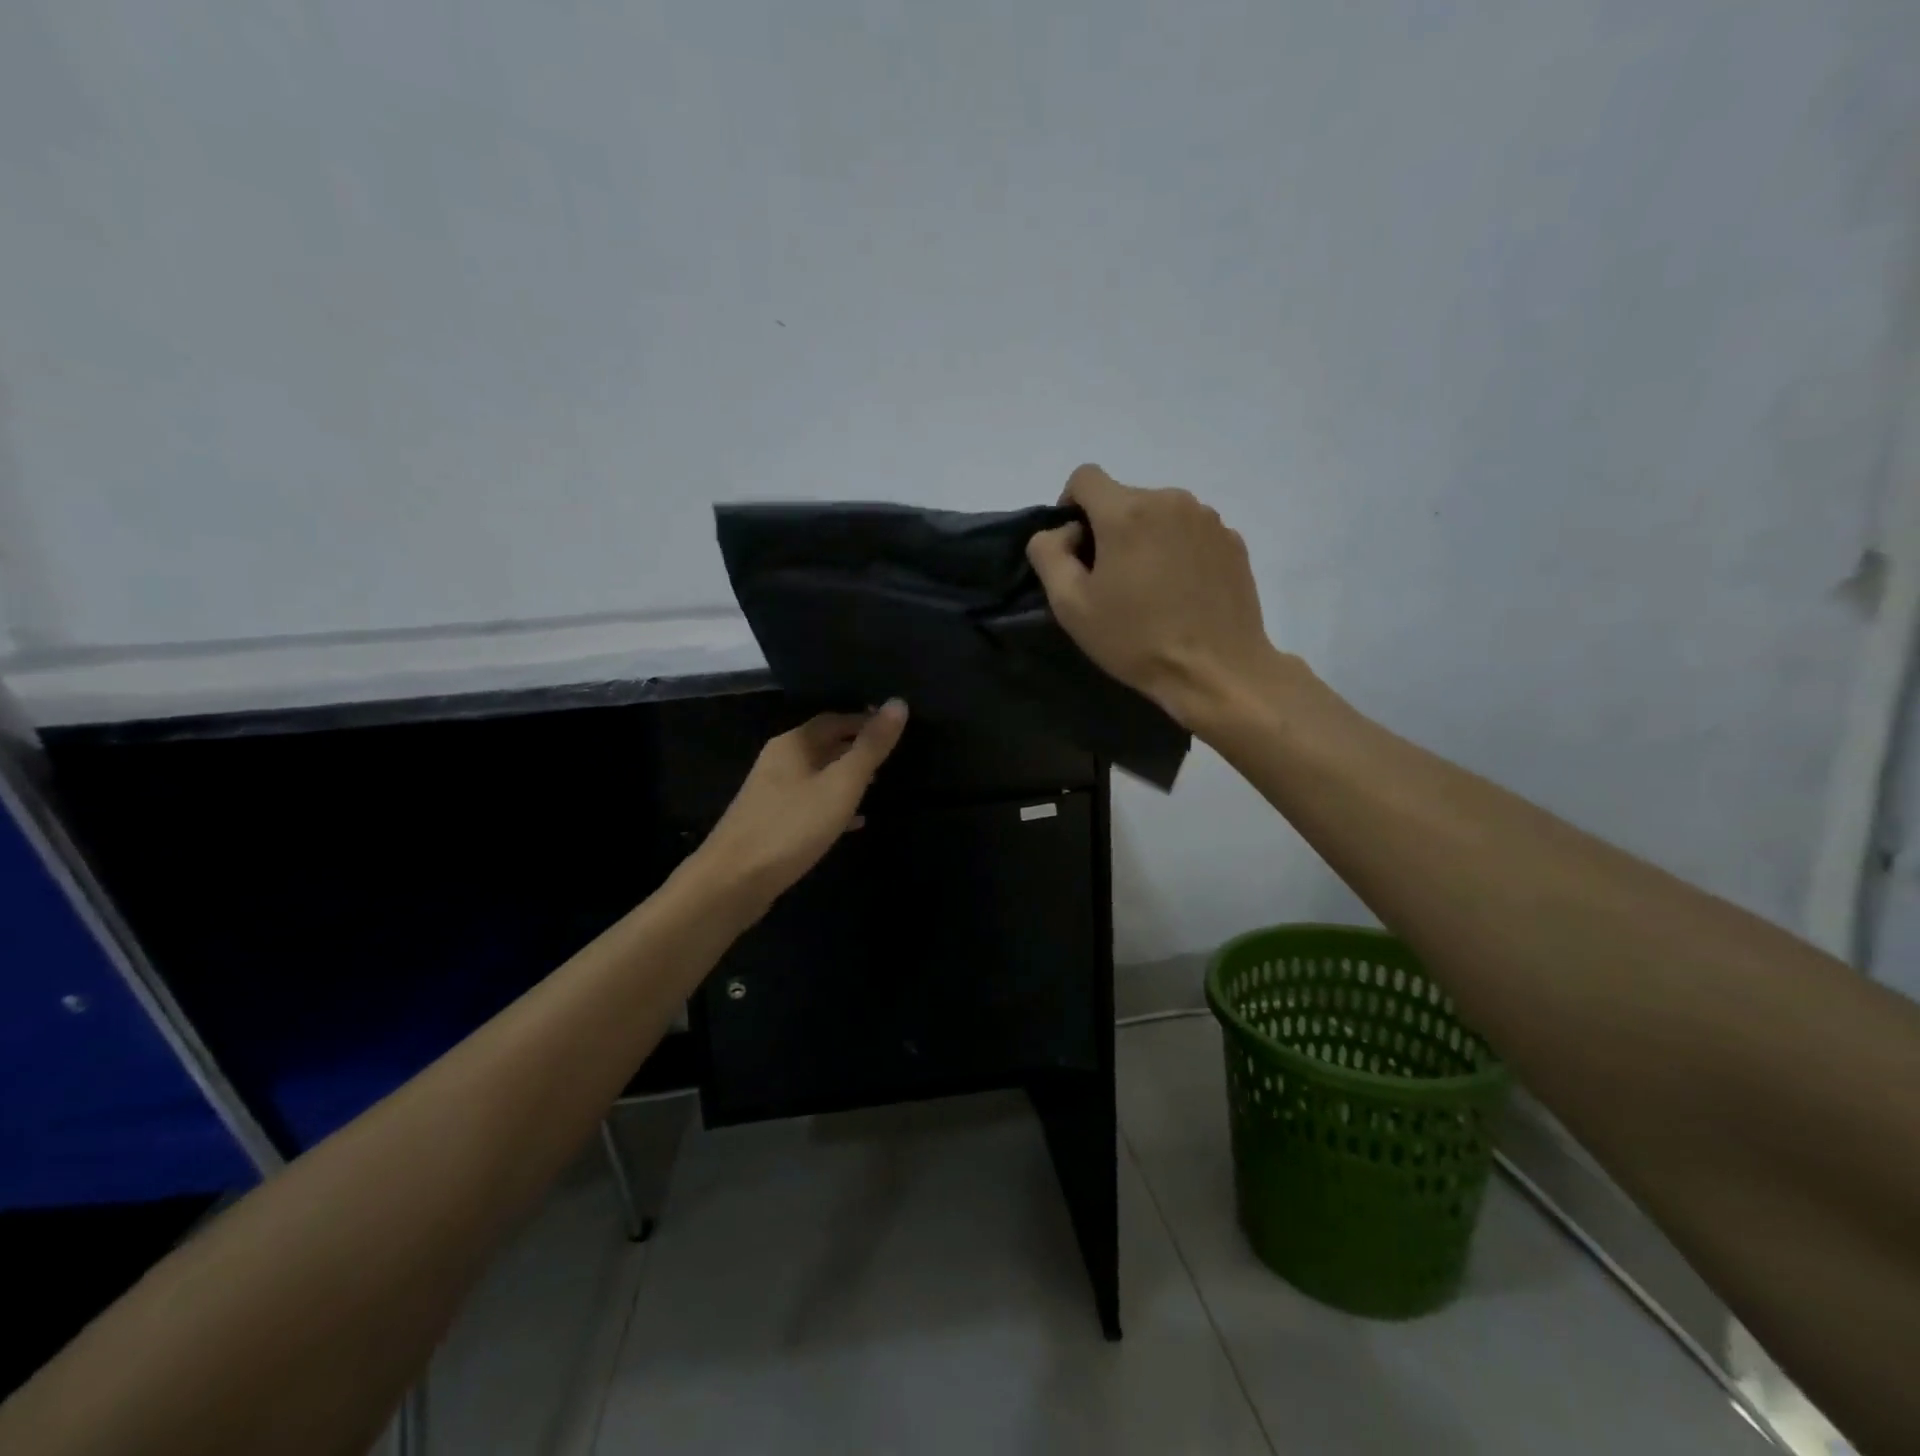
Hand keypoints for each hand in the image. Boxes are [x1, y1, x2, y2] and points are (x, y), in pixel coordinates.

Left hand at [694, 702, 909, 915]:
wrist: (733, 881)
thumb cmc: (792, 827)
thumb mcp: (841, 784)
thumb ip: (871, 747)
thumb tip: (898, 703)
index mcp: (793, 744)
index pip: (834, 719)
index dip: (865, 720)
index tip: (895, 728)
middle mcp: (779, 761)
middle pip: (824, 745)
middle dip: (856, 748)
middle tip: (891, 757)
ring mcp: (772, 793)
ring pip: (817, 775)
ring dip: (846, 777)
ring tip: (878, 785)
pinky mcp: (771, 823)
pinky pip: (810, 804)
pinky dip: (834, 806)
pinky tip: (854, 822)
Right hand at [1026, 465, 1276, 730]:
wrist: (1216, 671)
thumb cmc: (1136, 640)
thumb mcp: (1071, 605)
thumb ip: (1049, 555)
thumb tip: (1062, 532)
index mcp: (1126, 511)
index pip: (1085, 477)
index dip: (1071, 506)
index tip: (1075, 548)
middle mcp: (1170, 500)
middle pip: (1125, 498)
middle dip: (1110, 529)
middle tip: (1111, 581)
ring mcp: (1208, 519)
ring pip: (1160, 514)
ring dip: (1146, 538)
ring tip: (1150, 588)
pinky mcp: (1233, 541)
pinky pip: (1191, 532)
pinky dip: (1178, 551)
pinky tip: (1181, 592)